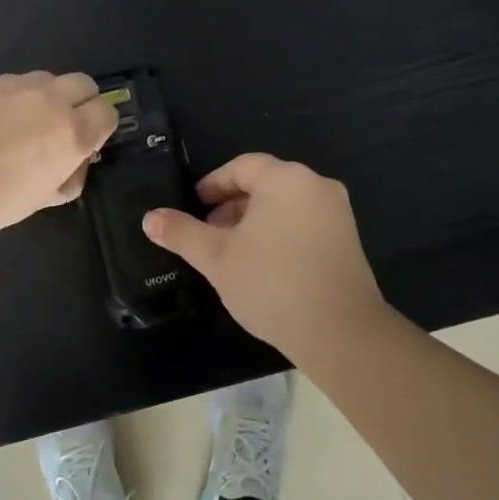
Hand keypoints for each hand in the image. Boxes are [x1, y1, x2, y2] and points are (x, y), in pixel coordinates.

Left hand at [0, 72, 117, 245]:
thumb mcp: (38, 202)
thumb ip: (67, 178)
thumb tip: (72, 163)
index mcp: (69, 131)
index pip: (107, 112)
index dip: (101, 129)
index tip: (86, 147)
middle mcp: (46, 99)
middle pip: (82, 84)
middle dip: (81, 103)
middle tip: (61, 131)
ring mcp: (9, 86)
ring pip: (44, 79)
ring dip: (45, 98)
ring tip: (23, 127)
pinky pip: (9, 86)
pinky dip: (11, 101)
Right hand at [142, 153, 385, 357]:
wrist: (341, 332)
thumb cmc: (271, 283)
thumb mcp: (216, 258)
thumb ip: (182, 233)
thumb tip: (149, 218)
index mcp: (285, 179)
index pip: (241, 167)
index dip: (214, 184)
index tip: (195, 205)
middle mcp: (315, 185)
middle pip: (265, 183)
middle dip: (232, 204)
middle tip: (209, 232)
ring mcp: (337, 213)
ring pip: (285, 205)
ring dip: (255, 220)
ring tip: (233, 252)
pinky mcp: (349, 240)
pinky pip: (305, 222)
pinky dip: (280, 232)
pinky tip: (265, 265)